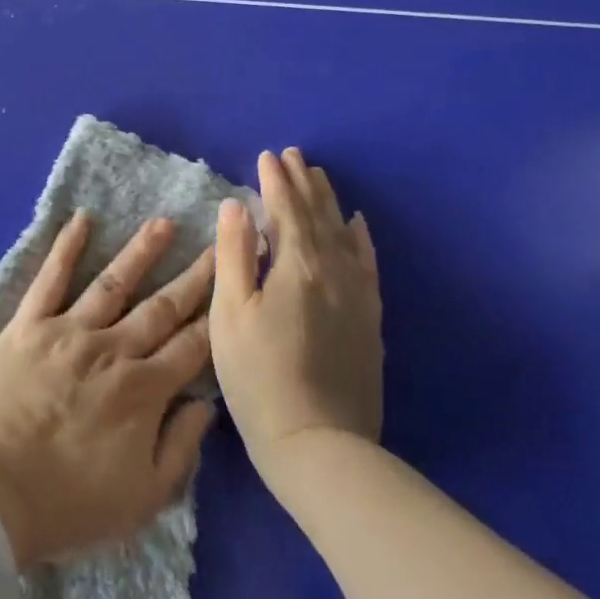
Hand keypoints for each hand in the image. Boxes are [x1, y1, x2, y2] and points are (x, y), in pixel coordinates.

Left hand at [0, 213, 216, 570]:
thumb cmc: (68, 504)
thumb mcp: (144, 499)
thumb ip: (180, 448)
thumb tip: (206, 403)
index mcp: (144, 392)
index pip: (191, 346)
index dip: (216, 316)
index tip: (235, 286)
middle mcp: (113, 351)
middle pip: (161, 308)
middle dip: (194, 276)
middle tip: (218, 243)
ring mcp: (68, 332)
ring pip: (114, 284)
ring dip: (141, 252)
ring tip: (163, 224)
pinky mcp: (28, 325)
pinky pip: (50, 279)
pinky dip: (66, 248)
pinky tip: (80, 220)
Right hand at [210, 149, 381, 465]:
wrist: (318, 444)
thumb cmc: (257, 376)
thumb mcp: (230, 313)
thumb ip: (234, 255)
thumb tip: (237, 205)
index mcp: (296, 267)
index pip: (285, 210)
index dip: (275, 181)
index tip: (267, 155)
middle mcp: (334, 272)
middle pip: (318, 216)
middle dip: (303, 183)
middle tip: (295, 154)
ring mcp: (357, 297)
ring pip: (345, 235)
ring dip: (330, 203)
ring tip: (320, 177)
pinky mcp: (369, 321)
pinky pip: (368, 265)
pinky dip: (361, 239)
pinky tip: (358, 226)